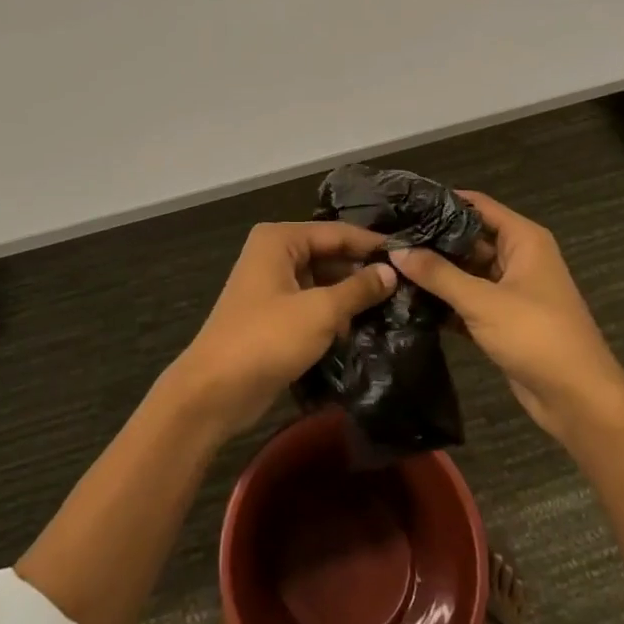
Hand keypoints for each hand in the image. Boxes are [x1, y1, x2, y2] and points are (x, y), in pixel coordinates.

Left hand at [172, 222, 397, 437]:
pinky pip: (311, 303)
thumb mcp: (319, 312)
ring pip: (322, 280)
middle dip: (362, 271)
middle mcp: (275, 253)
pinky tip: (363, 327)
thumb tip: (391, 272)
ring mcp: (272, 284)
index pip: (337, 232)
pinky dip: (333, 313)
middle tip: (407, 285)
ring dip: (350, 295)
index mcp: (280, 239)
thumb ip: (357, 289)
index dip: (372, 244)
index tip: (410, 255)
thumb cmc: (266, 339)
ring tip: (394, 306)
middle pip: (329, 254)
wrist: (214, 391)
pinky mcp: (273, 314)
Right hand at [390, 192, 623, 456]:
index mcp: (523, 239)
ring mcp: (510, 290)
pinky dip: (444, 301)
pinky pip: (467, 300)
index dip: (441, 201)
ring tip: (388, 264)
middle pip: (468, 238)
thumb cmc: (537, 336)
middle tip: (387, 237)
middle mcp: (517, 257)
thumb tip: (396, 250)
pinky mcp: (502, 320)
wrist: (579, 401)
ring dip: (435, 272)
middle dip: (432, 239)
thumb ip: (438, 274)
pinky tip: (408, 299)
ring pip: (465, 271)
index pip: (476, 205)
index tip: (402, 202)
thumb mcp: (483, 302)